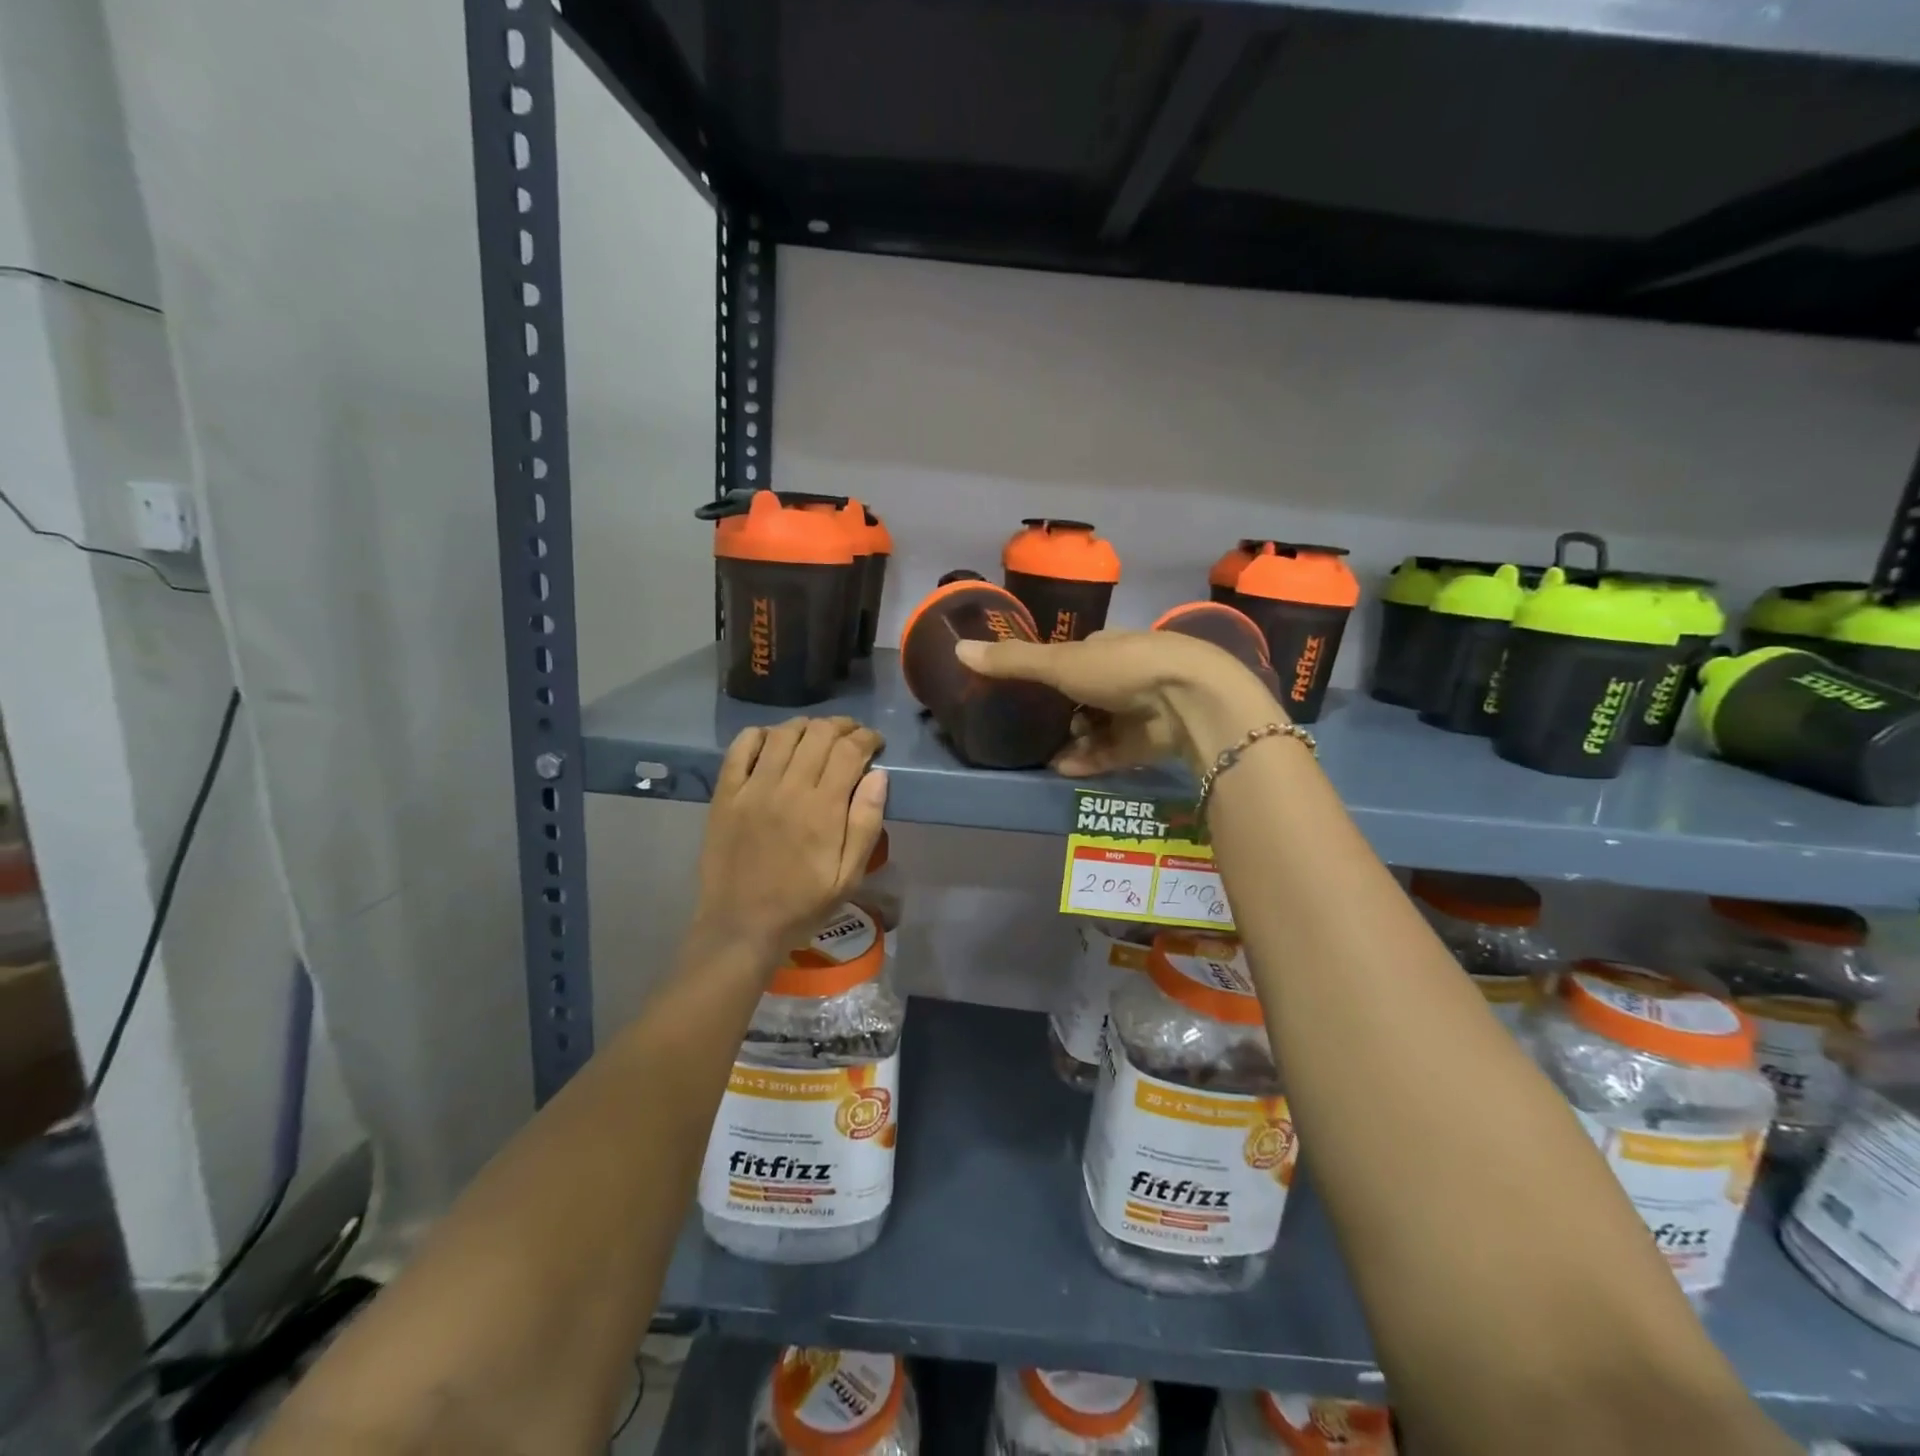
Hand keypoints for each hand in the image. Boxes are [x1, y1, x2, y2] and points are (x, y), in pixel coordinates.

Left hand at [693, 717, 888, 960]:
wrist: (741, 926)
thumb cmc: (802, 905)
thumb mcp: (850, 876)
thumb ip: (867, 823)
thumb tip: (879, 775)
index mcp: (824, 809)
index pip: (850, 751)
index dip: (867, 738)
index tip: (876, 743)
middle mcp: (789, 788)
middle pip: (818, 734)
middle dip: (842, 727)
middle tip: (851, 737)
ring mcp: (753, 788)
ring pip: (783, 734)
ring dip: (807, 727)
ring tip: (817, 736)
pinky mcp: (726, 793)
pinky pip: (742, 747)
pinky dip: (761, 734)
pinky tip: (774, 741)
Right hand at [955, 630, 1281, 774]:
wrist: (1189, 699)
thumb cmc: (1122, 669)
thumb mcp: (1060, 662)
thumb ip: (1012, 661)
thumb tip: (956, 648)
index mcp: (1107, 646)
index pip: (1074, 657)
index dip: (1050, 672)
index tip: (1024, 691)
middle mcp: (1125, 674)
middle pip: (1086, 695)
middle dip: (1061, 713)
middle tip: (1030, 730)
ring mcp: (1141, 709)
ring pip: (1099, 727)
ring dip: (1073, 741)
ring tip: (1043, 756)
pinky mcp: (1151, 741)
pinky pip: (1113, 752)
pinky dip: (1089, 760)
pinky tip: (1063, 770)